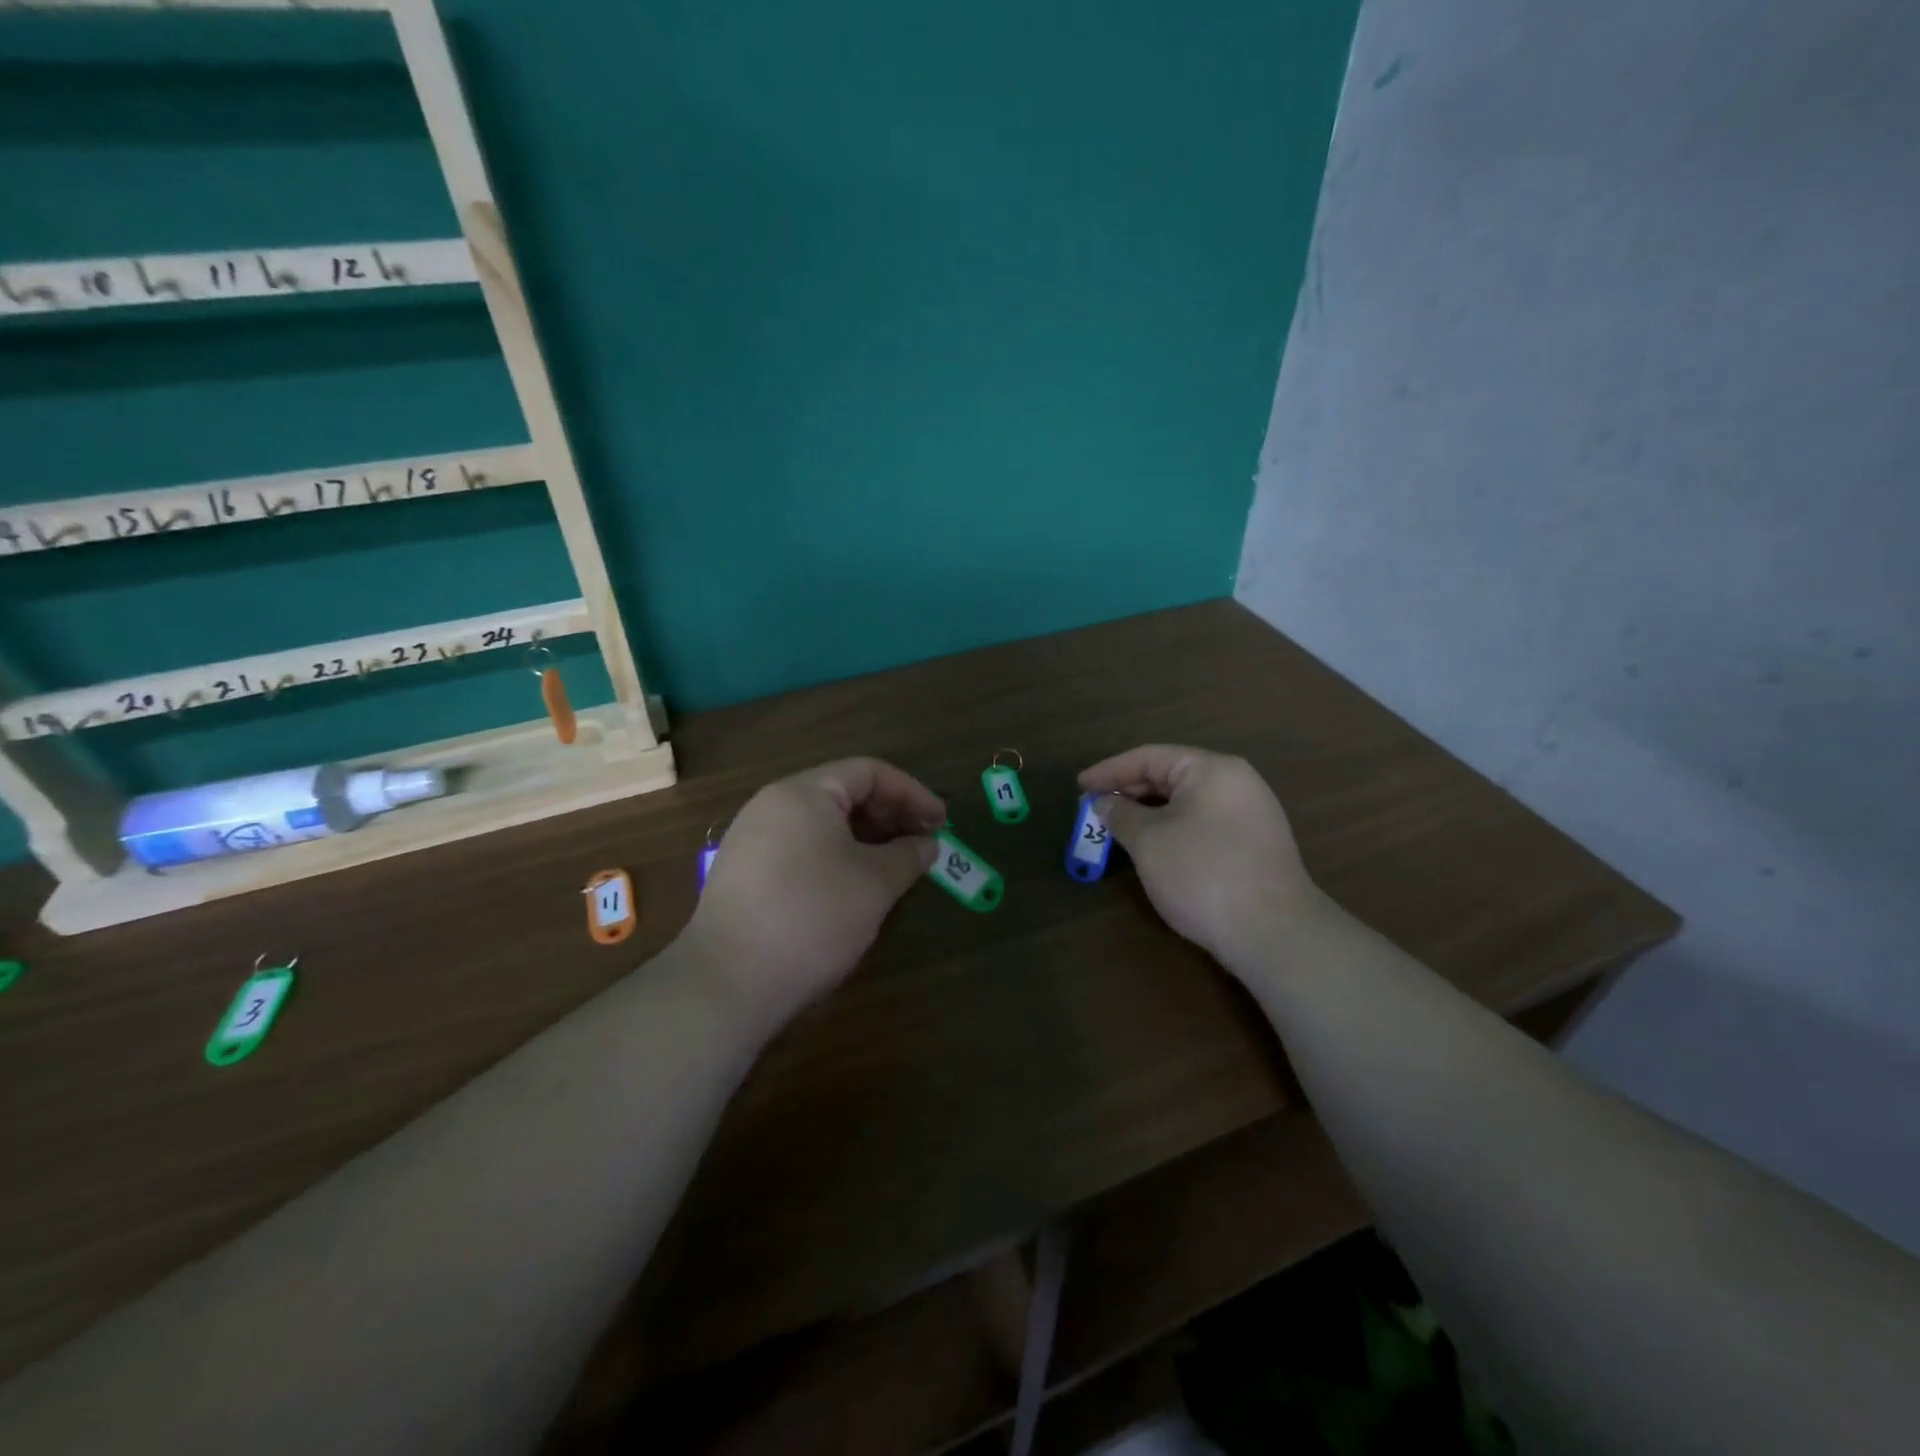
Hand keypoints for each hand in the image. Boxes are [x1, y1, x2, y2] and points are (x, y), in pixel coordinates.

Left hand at [681, 758, 943, 1037]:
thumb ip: (908, 855)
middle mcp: (772, 806)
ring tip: (895, 867)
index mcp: (803, 793)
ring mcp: (752, 840)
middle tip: (923, 844)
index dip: (912, 793)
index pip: (869, 772)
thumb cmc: (811, 917)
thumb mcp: (874, 884)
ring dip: (865, 839)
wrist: (727, 984)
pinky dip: (836, 858)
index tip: (942, 822)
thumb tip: (927, 844)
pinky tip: (854, 888)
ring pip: (821, 825)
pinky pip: (800, 850)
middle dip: (889, 816)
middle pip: (842, 794)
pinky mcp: (744, 875)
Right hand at [1079, 745, 1323, 973]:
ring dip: (1148, 813)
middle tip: (1093, 810)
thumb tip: (1105, 803)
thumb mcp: (1148, 841)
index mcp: (1211, 769)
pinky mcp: (1254, 845)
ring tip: (1117, 829)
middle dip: (1128, 792)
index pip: (1149, 757)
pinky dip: (1171, 829)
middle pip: (1170, 776)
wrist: (1274, 933)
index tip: (1079, 786)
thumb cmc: (1202, 874)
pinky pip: (1202, 823)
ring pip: (1186, 803)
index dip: (1109, 770)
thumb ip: (1120, 814)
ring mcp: (1250, 814)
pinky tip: (1153, 849)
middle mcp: (1235, 782)